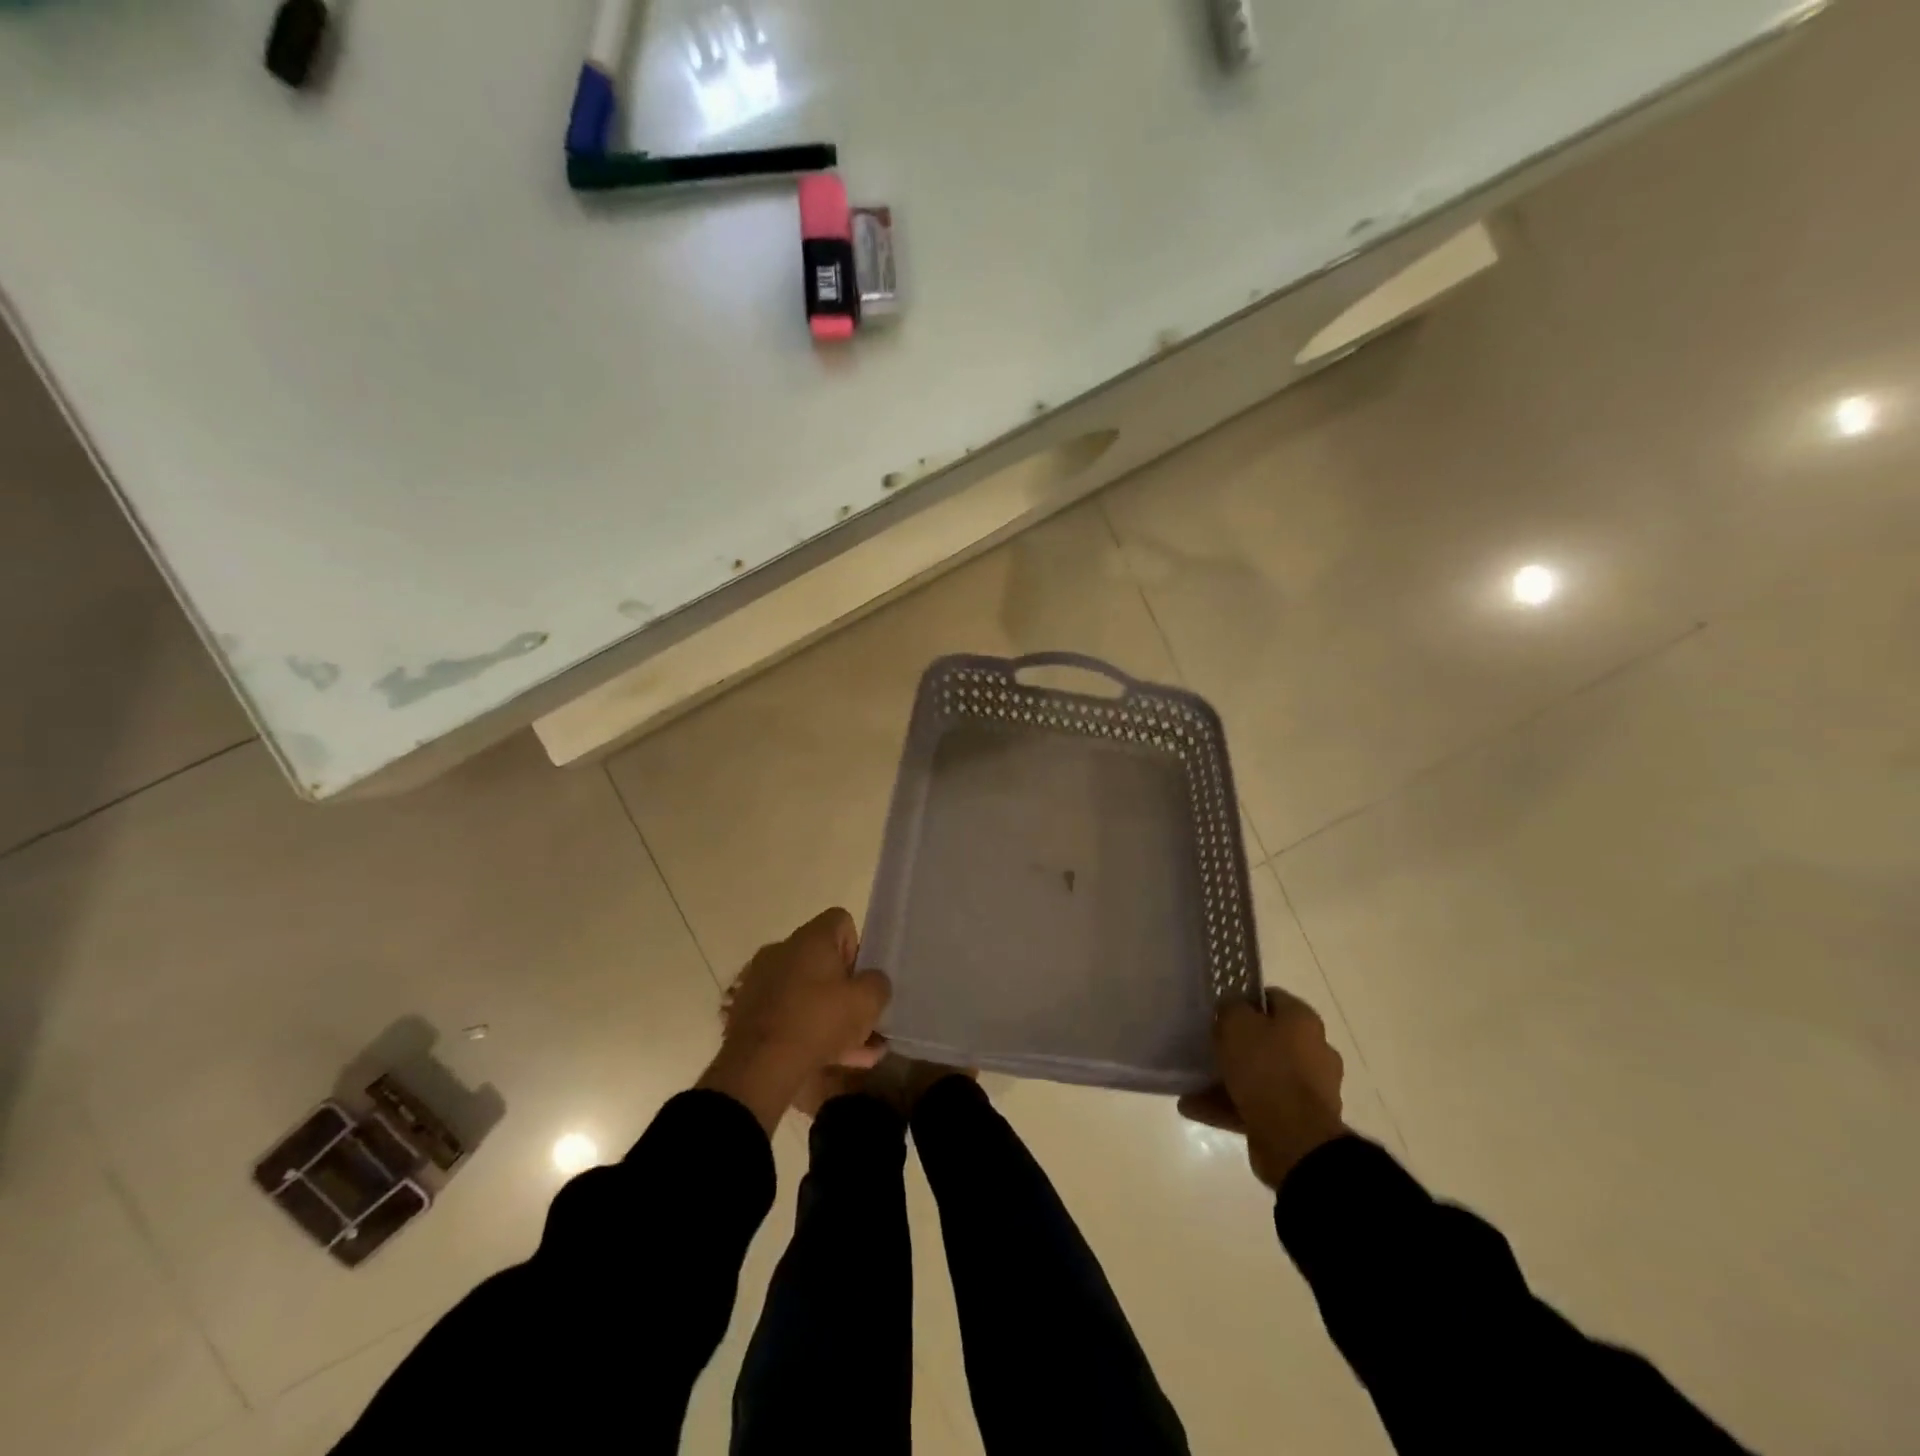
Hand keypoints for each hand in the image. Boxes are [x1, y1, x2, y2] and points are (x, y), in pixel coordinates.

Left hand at [697, 908, 891, 1133]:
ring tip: (858, 1052)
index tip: (861, 979)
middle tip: (863, 1020)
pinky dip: (808, 1032)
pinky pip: (789, 1016)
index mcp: (810, 937)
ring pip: (808, 994)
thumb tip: (872, 982)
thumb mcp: (867, 1002)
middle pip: (824, 962)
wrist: (758, 1068)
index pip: (842, 921)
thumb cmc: (818, 1021)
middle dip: (846, 991)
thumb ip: (878, 984)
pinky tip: (831, 1061)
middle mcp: (783, 951)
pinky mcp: (749, 1013)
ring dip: (832, 1018)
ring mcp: (762, 982)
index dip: (858, 948)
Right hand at [1178, 987, 1347, 1189]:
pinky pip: (1257, 1106)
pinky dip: (1228, 1106)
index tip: (1219, 1010)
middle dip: (1236, 1044)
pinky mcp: (1297, 1122)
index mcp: (1303, 1022)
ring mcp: (1308, 1090)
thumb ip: (1231, 1008)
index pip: (1272, 999)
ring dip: (1228, 1079)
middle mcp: (1313, 1051)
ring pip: (1261, 1076)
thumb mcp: (1237, 1023)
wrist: (1295, 1139)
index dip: (1244, 1000)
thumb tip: (1231, 1009)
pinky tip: (1194, 1108)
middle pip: (1267, 1039)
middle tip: (1207, 1045)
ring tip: (1192, 1083)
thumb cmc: (1266, 1068)